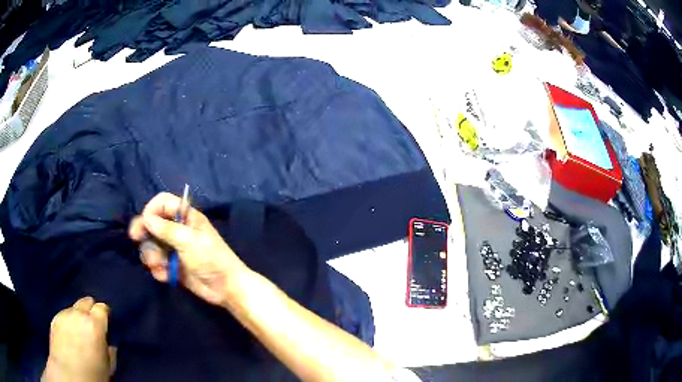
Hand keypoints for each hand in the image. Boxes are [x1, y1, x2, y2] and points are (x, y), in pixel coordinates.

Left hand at [42, 297, 115, 381]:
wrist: (70, 375)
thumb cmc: (92, 374)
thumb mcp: (108, 366)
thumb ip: (109, 351)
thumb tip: (110, 347)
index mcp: (94, 324)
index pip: (102, 308)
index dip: (104, 315)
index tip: (105, 322)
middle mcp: (78, 314)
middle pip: (85, 302)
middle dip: (90, 310)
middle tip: (93, 324)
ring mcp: (64, 315)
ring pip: (73, 309)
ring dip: (77, 317)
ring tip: (80, 333)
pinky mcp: (54, 319)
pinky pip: (63, 316)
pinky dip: (68, 322)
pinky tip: (70, 336)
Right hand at [129, 192, 248, 305]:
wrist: (225, 288)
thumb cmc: (210, 259)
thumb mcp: (188, 241)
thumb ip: (166, 229)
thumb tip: (146, 218)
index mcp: (186, 217)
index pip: (163, 203)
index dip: (151, 209)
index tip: (145, 222)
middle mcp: (178, 230)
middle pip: (152, 224)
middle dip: (144, 232)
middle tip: (135, 238)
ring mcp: (174, 249)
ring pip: (152, 246)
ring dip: (151, 255)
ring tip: (159, 265)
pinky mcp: (173, 266)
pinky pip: (158, 264)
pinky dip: (159, 270)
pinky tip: (166, 276)